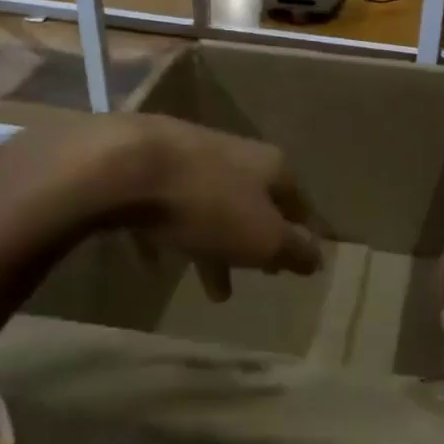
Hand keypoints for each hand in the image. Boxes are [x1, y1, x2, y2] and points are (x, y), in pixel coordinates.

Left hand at [0, 111, 321, 297]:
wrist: (125, 165)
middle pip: (252, 206)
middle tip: (256, 277)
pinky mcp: (148, 164)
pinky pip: (166, 209)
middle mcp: (236, 154)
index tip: (296, 263)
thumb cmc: (208, 206)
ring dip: (214, 248)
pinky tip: (155, 263)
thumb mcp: (263, 238)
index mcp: (271, 167)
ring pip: (210, 208)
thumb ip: (294, 250)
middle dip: (254, 245)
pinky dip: (169, 236)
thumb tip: (318, 258)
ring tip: (209, 289)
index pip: (298, 203)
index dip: (300, 235)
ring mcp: (190, 155)